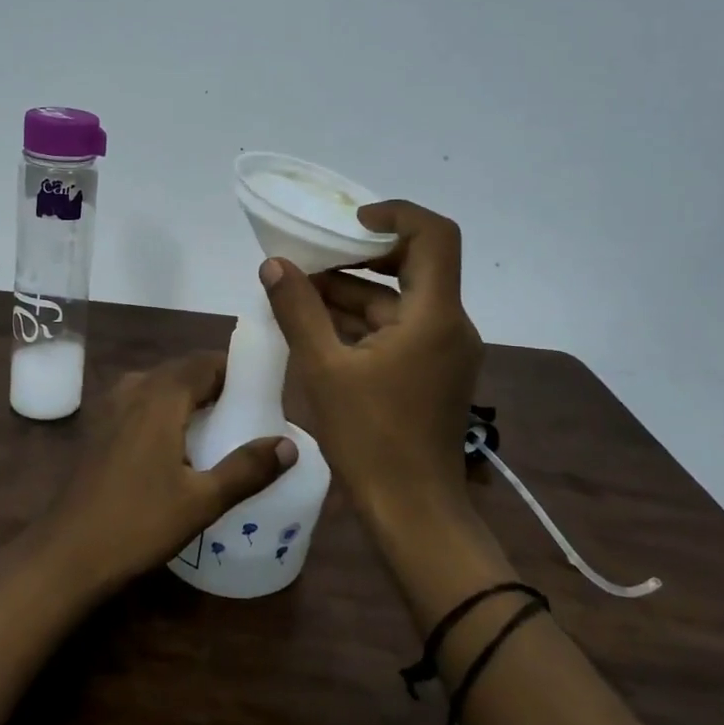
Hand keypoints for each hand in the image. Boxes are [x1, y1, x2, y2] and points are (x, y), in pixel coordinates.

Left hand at [40, 353, 295, 593]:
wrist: (67, 552)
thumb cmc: (138, 522)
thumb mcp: (202, 500)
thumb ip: (247, 469)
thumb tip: (289, 445)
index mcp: (160, 395)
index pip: (206, 362)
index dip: (237, 371)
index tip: (265, 393)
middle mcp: (134, 388)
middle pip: (184, 371)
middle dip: (217, 386)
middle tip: (249, 415)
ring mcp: (110, 406)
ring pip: (162, 387)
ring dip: (191, 399)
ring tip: (220, 429)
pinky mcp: (99, 427)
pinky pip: (143, 403)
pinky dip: (167, 411)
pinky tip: (180, 446)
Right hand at [261, 200, 483, 504]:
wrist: (412, 510)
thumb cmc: (370, 438)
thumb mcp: (324, 369)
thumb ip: (298, 310)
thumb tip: (274, 265)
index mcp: (433, 316)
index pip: (434, 235)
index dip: (394, 214)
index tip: (348, 223)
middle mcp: (449, 324)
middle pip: (413, 264)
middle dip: (359, 256)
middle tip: (311, 256)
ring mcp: (443, 350)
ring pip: (399, 300)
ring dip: (352, 292)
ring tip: (298, 292)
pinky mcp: (432, 371)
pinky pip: (398, 328)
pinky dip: (361, 321)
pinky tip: (317, 327)